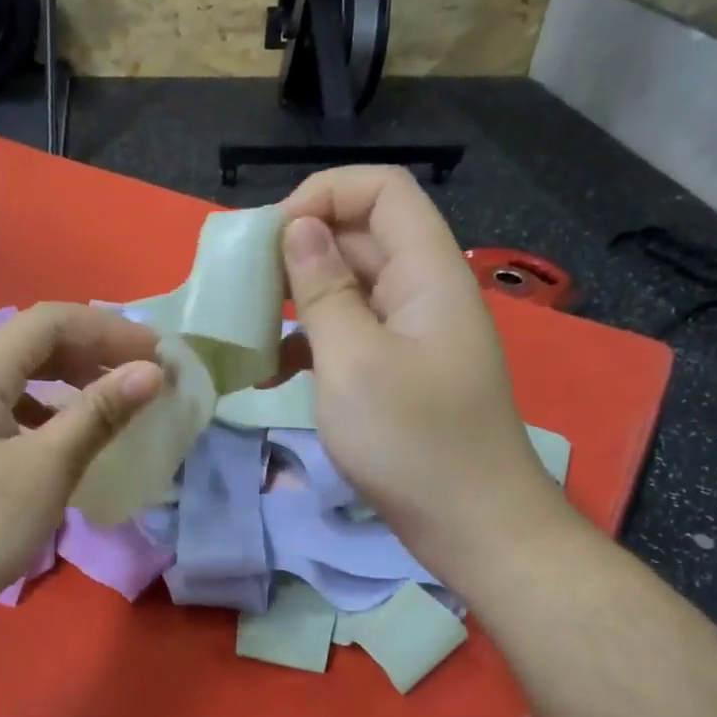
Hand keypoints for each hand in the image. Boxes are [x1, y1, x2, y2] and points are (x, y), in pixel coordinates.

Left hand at [0, 304, 163, 632]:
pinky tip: (69, 435)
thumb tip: (151, 372)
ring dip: (72, 378)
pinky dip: (49, 409)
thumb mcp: (48, 467)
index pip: (50, 321)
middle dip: (94, 350)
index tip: (157, 354)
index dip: (108, 330)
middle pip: (34, 342)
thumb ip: (99, 412)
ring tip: (115, 399)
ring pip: (22, 375)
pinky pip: (9, 406)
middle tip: (144, 374)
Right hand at [278, 167, 575, 579]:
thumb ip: (324, 288)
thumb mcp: (354, 361)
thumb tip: (299, 228)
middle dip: (300, 248)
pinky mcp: (397, 372)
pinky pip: (350, 333)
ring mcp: (411, 334)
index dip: (325, 194)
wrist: (472, 527)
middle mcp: (422, 291)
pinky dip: (310, 342)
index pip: (383, 190)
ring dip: (298, 299)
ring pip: (349, 287)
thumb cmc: (412, 441)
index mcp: (427, 272)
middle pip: (361, 236)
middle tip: (244, 285)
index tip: (272, 237)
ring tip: (248, 327)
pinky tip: (270, 372)